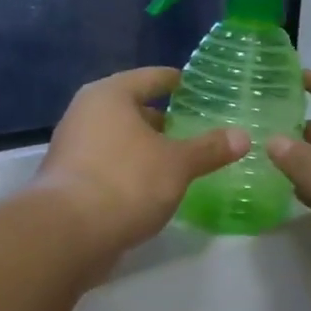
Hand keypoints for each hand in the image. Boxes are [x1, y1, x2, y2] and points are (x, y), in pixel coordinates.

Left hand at [36, 68, 248, 261]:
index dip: (176, 81)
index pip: (151, 77)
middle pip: (131, 108)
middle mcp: (85, 113)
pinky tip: (151, 187)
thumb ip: (209, 149)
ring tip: (178, 159)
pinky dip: (129, 169)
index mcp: (110, 95)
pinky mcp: (68, 179)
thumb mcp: (177, 164)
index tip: (197, 87)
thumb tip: (243, 136)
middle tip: (194, 129)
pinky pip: (108, 163)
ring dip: (145, 147)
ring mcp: (72, 147)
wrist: (67, 233)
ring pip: (118, 138)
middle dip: (162, 119)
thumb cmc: (126, 182)